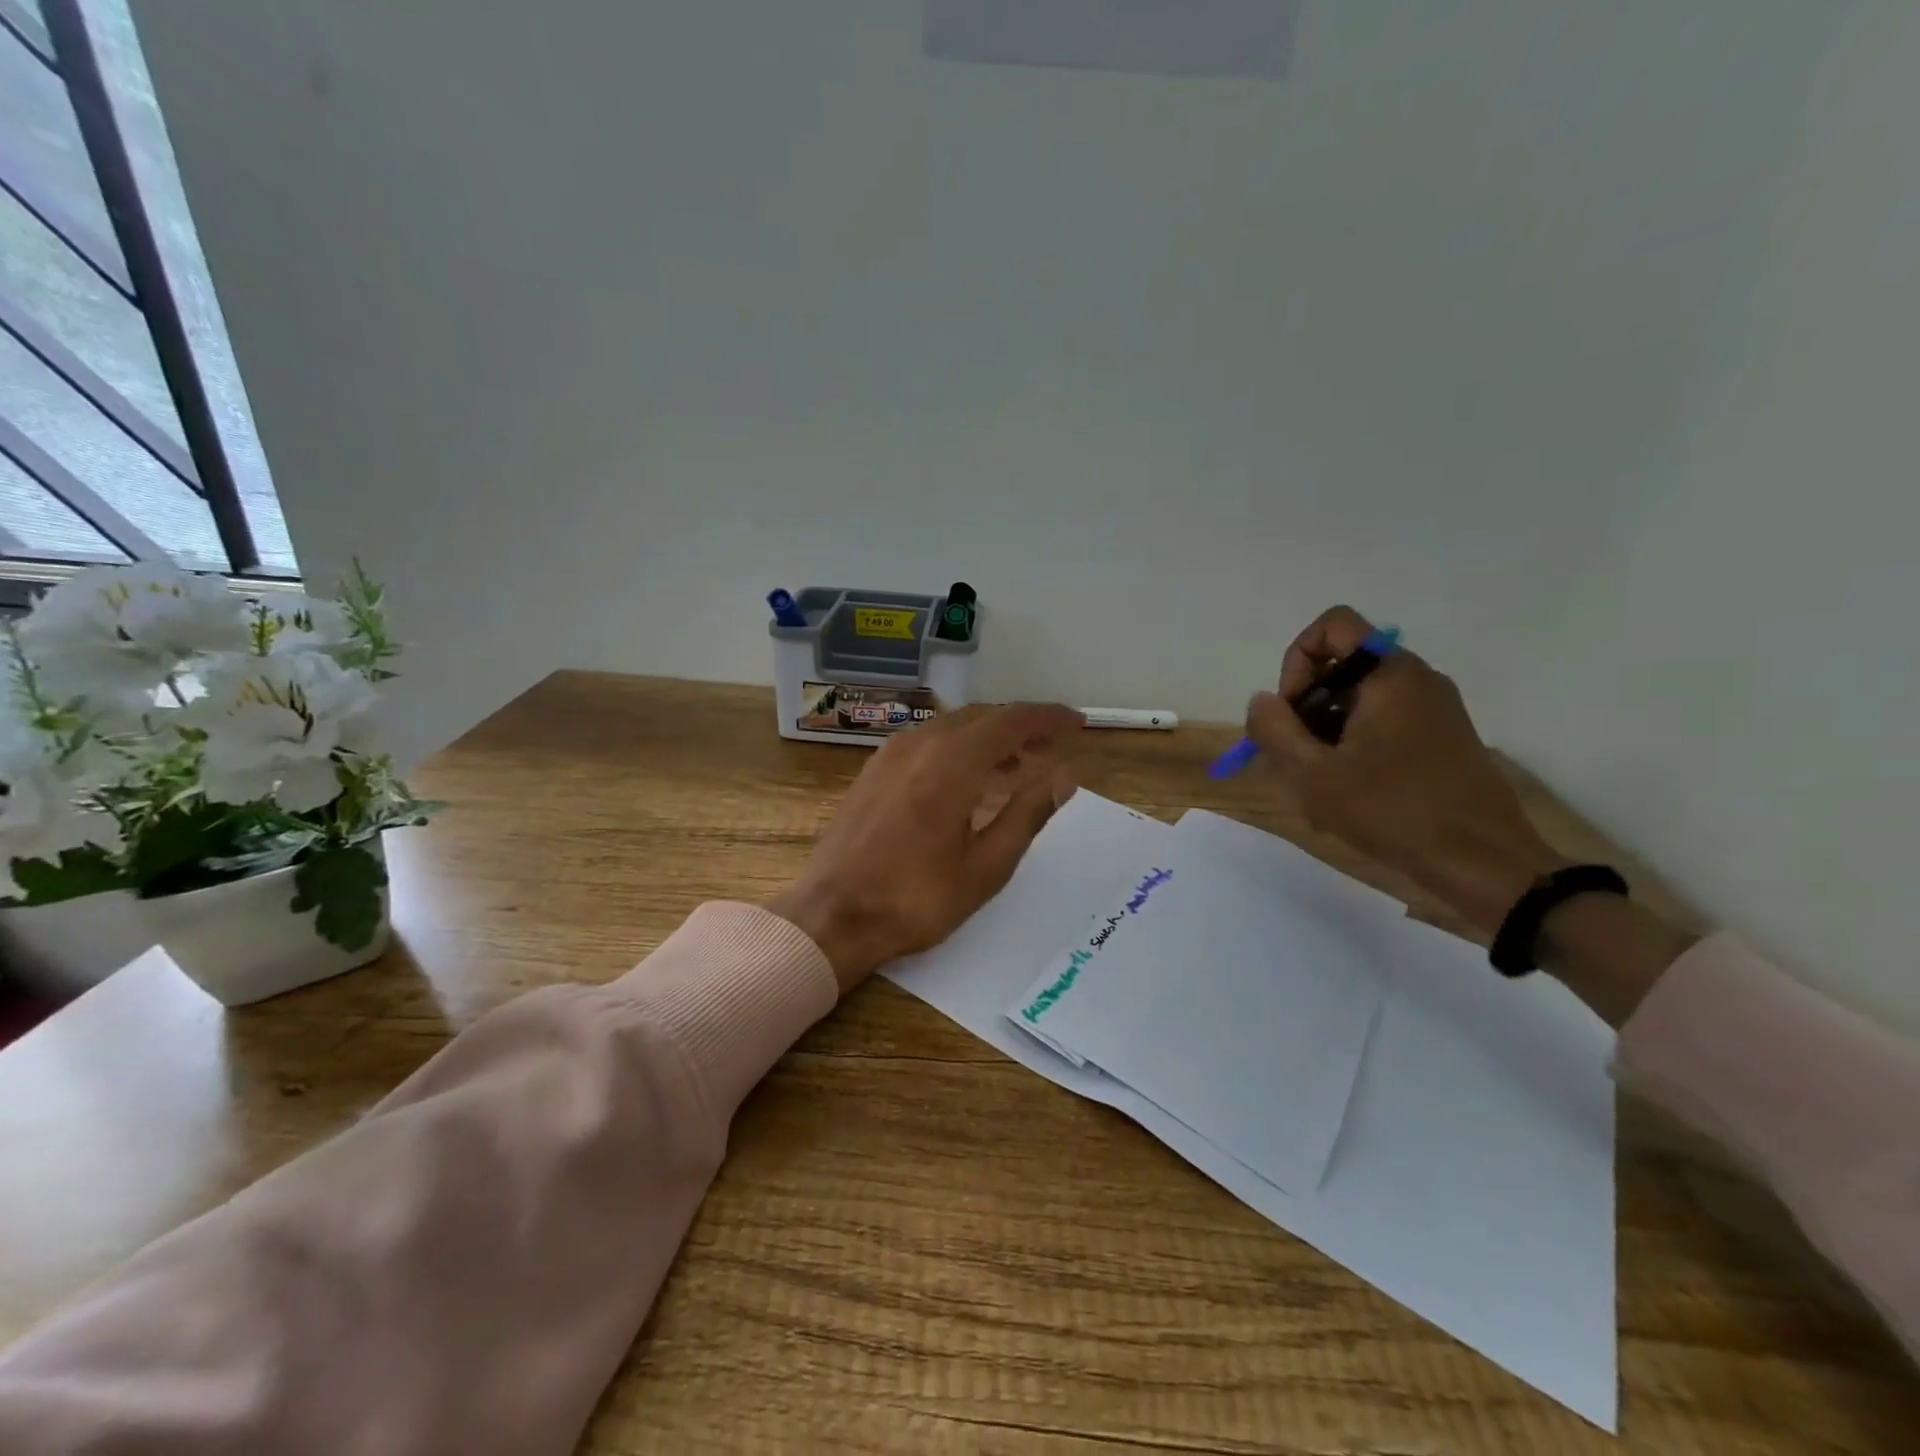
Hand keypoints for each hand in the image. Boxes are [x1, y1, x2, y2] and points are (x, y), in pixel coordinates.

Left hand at [770, 703, 1083, 991]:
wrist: (832, 916)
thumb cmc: (915, 899)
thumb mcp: (986, 867)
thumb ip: (1028, 814)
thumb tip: (1064, 777)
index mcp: (952, 763)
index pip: (1011, 721)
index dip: (1048, 718)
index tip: (1077, 723)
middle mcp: (920, 745)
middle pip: (981, 717)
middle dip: (1021, 726)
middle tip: (1053, 746)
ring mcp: (890, 755)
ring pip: (952, 727)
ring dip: (989, 737)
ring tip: (1018, 764)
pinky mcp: (873, 771)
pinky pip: (927, 742)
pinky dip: (958, 747)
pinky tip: (968, 777)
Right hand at [1245, 607, 1567, 938]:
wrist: (1484, 864)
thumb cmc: (1393, 813)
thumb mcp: (1313, 775)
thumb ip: (1274, 730)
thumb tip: (1262, 701)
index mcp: (1391, 675)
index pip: (1332, 627)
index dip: (1297, 662)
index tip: (1292, 712)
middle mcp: (1417, 679)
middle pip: (1342, 665)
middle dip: (1307, 705)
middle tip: (1298, 756)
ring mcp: (1435, 708)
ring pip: (1360, 697)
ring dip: (1327, 729)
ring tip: (1322, 781)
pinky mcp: (1443, 737)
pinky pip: (1384, 720)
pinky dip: (1355, 742)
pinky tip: (1350, 790)